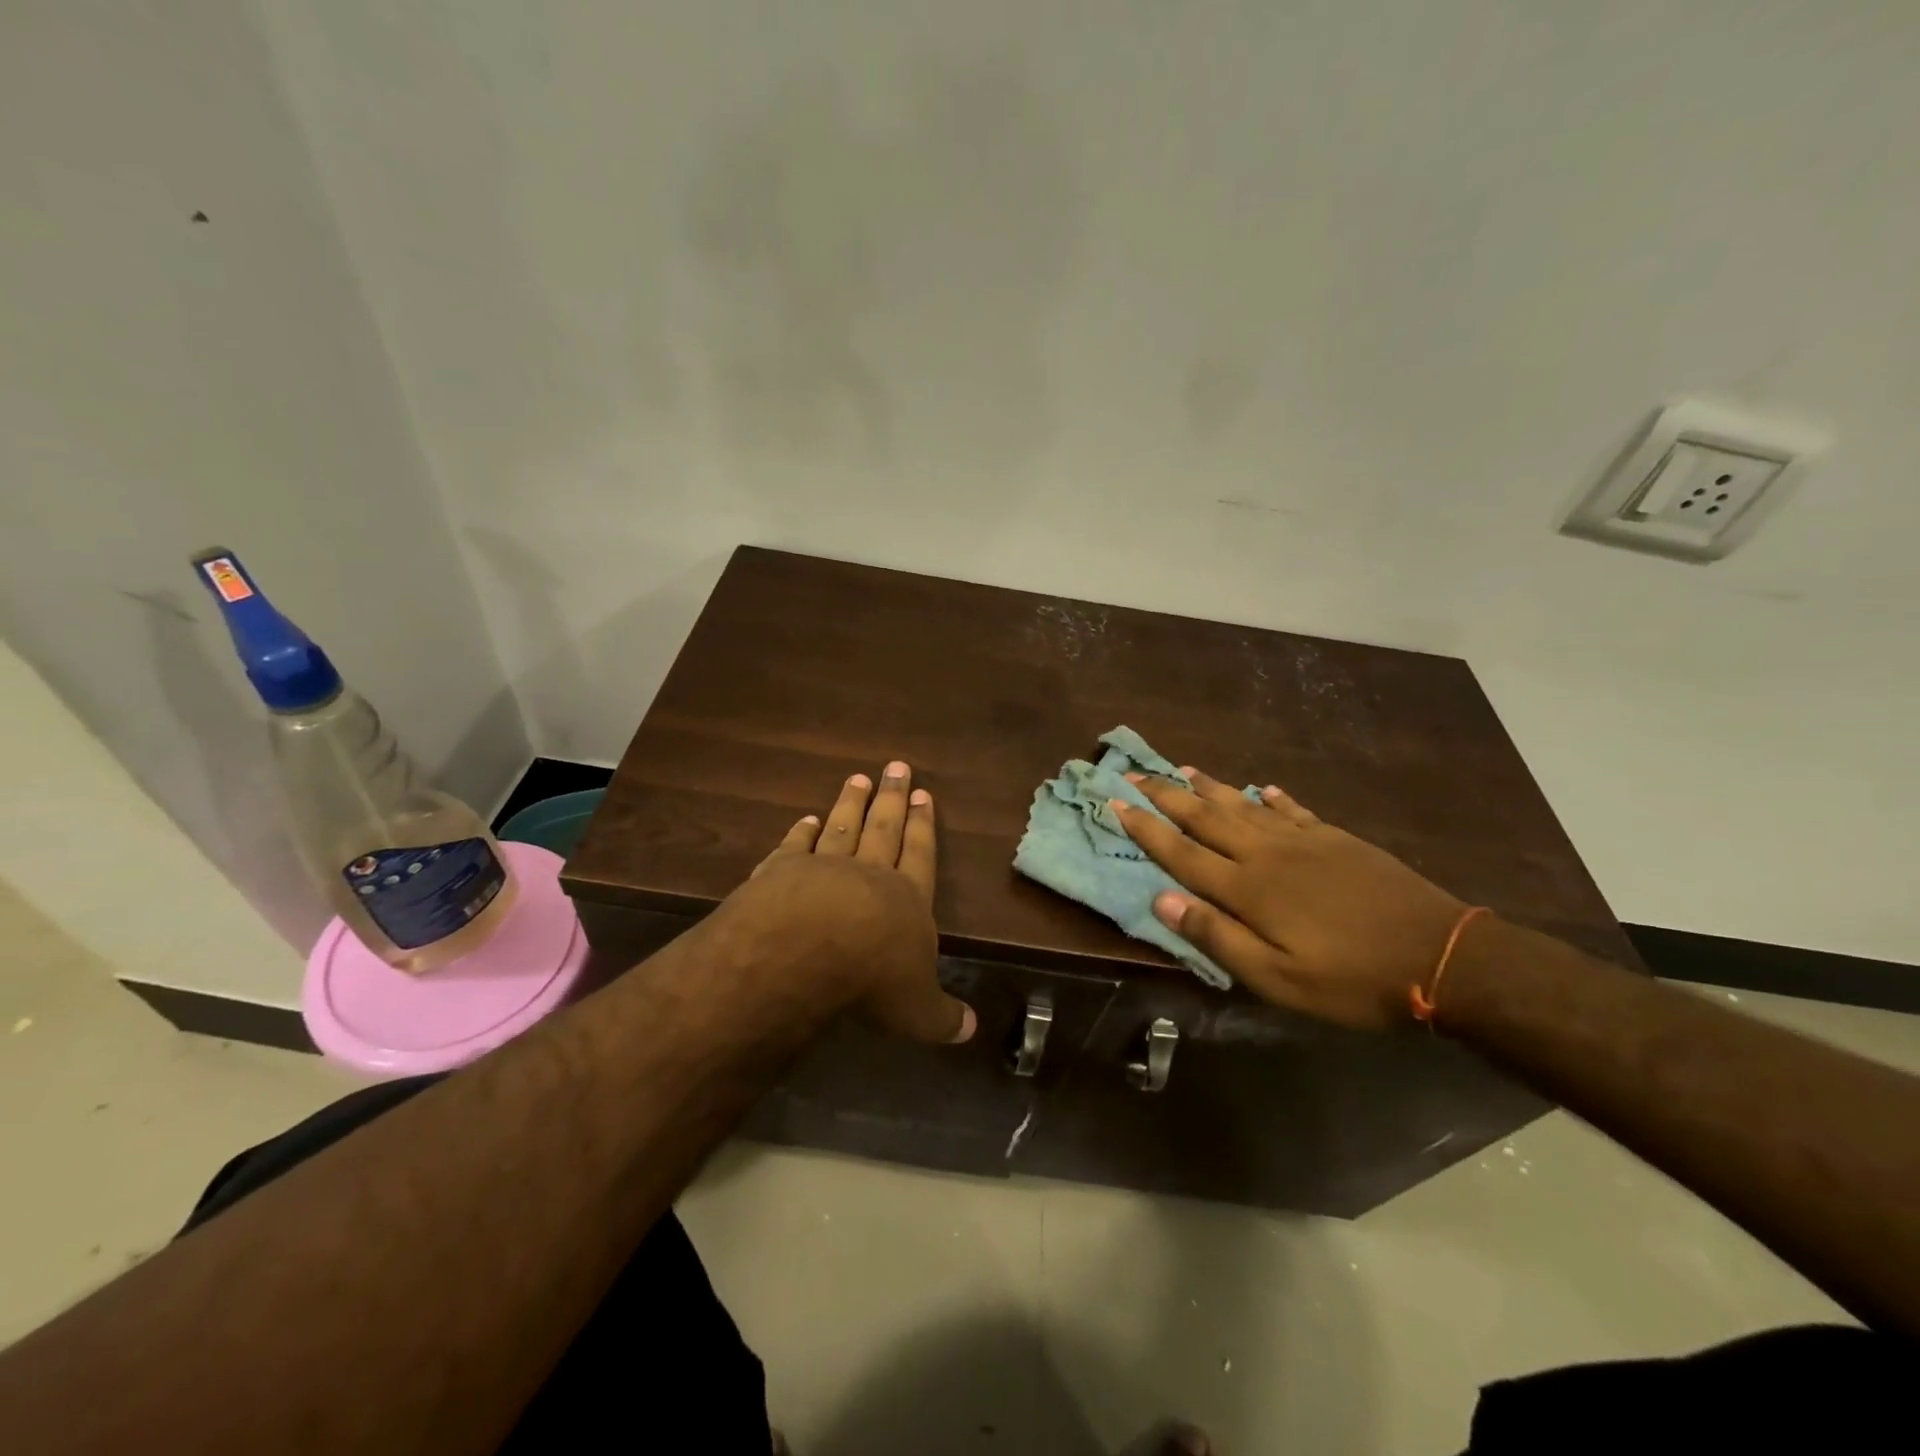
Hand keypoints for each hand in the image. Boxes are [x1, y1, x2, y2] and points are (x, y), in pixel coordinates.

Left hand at [720, 760, 974, 1043]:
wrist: (806, 951)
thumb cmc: (873, 979)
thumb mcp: (917, 1010)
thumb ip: (942, 1017)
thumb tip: (970, 1031)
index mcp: (907, 899)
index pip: (920, 854)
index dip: (923, 826)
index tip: (924, 794)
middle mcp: (869, 874)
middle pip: (884, 828)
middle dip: (892, 799)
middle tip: (896, 767)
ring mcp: (823, 868)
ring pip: (842, 828)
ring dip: (850, 804)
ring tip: (858, 778)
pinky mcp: (782, 872)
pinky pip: (795, 846)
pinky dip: (801, 832)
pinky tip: (805, 819)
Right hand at [1111, 769, 1468, 1029]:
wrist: (1441, 955)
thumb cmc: (1351, 979)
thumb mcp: (1277, 979)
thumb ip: (1217, 937)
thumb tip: (1161, 900)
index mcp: (1247, 888)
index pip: (1181, 851)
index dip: (1145, 828)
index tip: (1115, 802)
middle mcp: (1266, 853)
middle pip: (1205, 817)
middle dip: (1165, 795)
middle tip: (1134, 772)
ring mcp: (1303, 841)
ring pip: (1243, 806)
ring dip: (1209, 787)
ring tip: (1183, 768)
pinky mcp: (1336, 839)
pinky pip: (1293, 810)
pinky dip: (1273, 798)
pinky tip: (1263, 789)